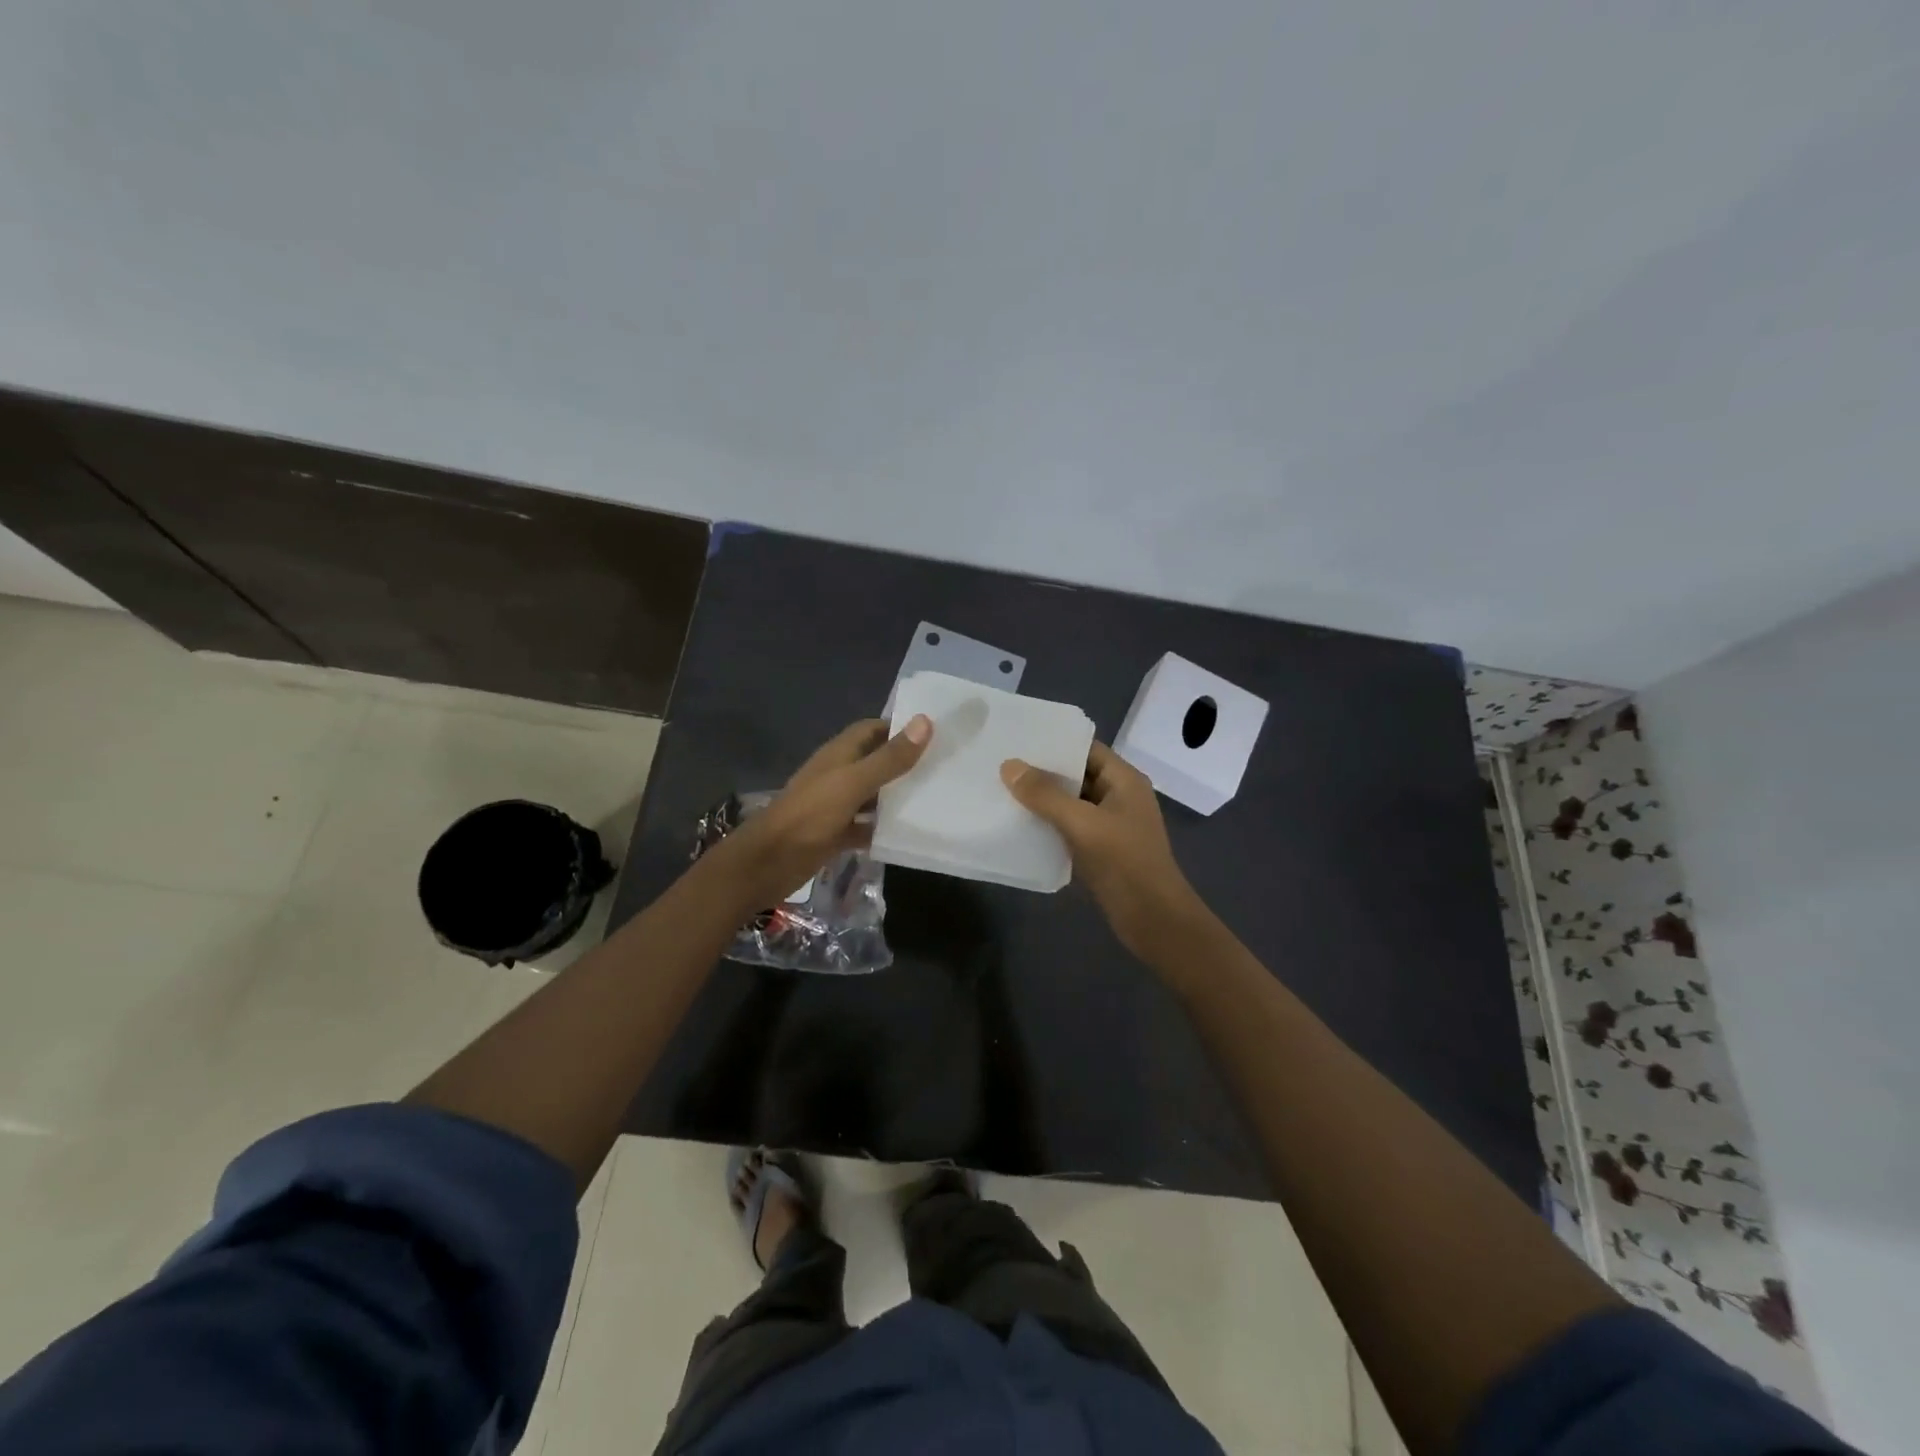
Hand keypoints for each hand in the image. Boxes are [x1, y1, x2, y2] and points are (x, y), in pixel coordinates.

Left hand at [721, 715, 931, 906]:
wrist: (766, 864)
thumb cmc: (809, 816)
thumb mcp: (853, 784)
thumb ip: (889, 758)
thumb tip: (924, 721)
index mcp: (839, 754)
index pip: (872, 729)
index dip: (900, 728)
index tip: (935, 733)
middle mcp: (838, 775)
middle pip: (876, 761)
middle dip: (905, 763)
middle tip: (945, 767)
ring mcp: (836, 806)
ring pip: (873, 795)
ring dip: (897, 796)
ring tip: (937, 798)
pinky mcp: (835, 834)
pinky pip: (866, 826)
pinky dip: (884, 828)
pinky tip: (910, 835)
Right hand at [1000, 742, 1206, 959]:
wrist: (1152, 918)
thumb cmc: (1124, 862)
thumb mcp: (1082, 823)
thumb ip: (1045, 794)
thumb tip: (1009, 766)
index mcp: (1124, 780)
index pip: (1086, 749)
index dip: (1054, 743)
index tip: (1017, 739)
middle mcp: (1119, 796)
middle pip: (1077, 774)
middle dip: (1042, 771)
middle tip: (1001, 764)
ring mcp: (1110, 824)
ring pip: (1071, 802)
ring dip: (1043, 799)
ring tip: (1002, 790)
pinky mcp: (1100, 849)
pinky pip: (1070, 826)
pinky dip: (1048, 823)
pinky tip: (1019, 824)